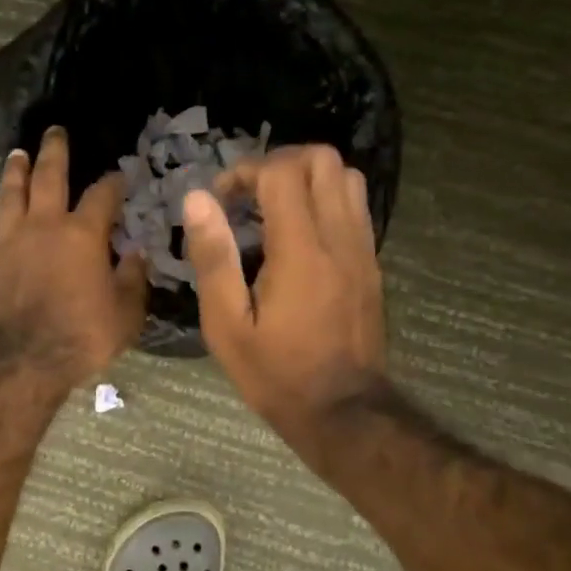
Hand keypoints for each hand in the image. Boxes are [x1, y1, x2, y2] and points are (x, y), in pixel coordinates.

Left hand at [0, 127, 148, 388]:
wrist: (23, 358)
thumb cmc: (82, 335)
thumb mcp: (125, 313)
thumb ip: (133, 279)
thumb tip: (137, 254)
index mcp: (83, 234)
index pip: (103, 196)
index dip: (114, 182)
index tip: (120, 175)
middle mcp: (45, 225)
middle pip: (49, 176)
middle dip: (55, 151)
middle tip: (55, 131)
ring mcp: (11, 239)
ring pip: (12, 193)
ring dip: (17, 170)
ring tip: (18, 154)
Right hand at [182, 145, 386, 450]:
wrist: (342, 411)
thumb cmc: (275, 372)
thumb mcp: (226, 325)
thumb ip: (213, 258)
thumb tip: (198, 199)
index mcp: (300, 251)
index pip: (282, 172)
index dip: (246, 171)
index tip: (222, 199)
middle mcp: (339, 238)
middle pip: (324, 159)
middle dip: (280, 162)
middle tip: (249, 195)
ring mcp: (363, 249)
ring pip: (348, 177)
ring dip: (307, 178)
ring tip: (274, 208)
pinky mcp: (372, 263)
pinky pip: (356, 207)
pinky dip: (326, 199)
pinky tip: (299, 234)